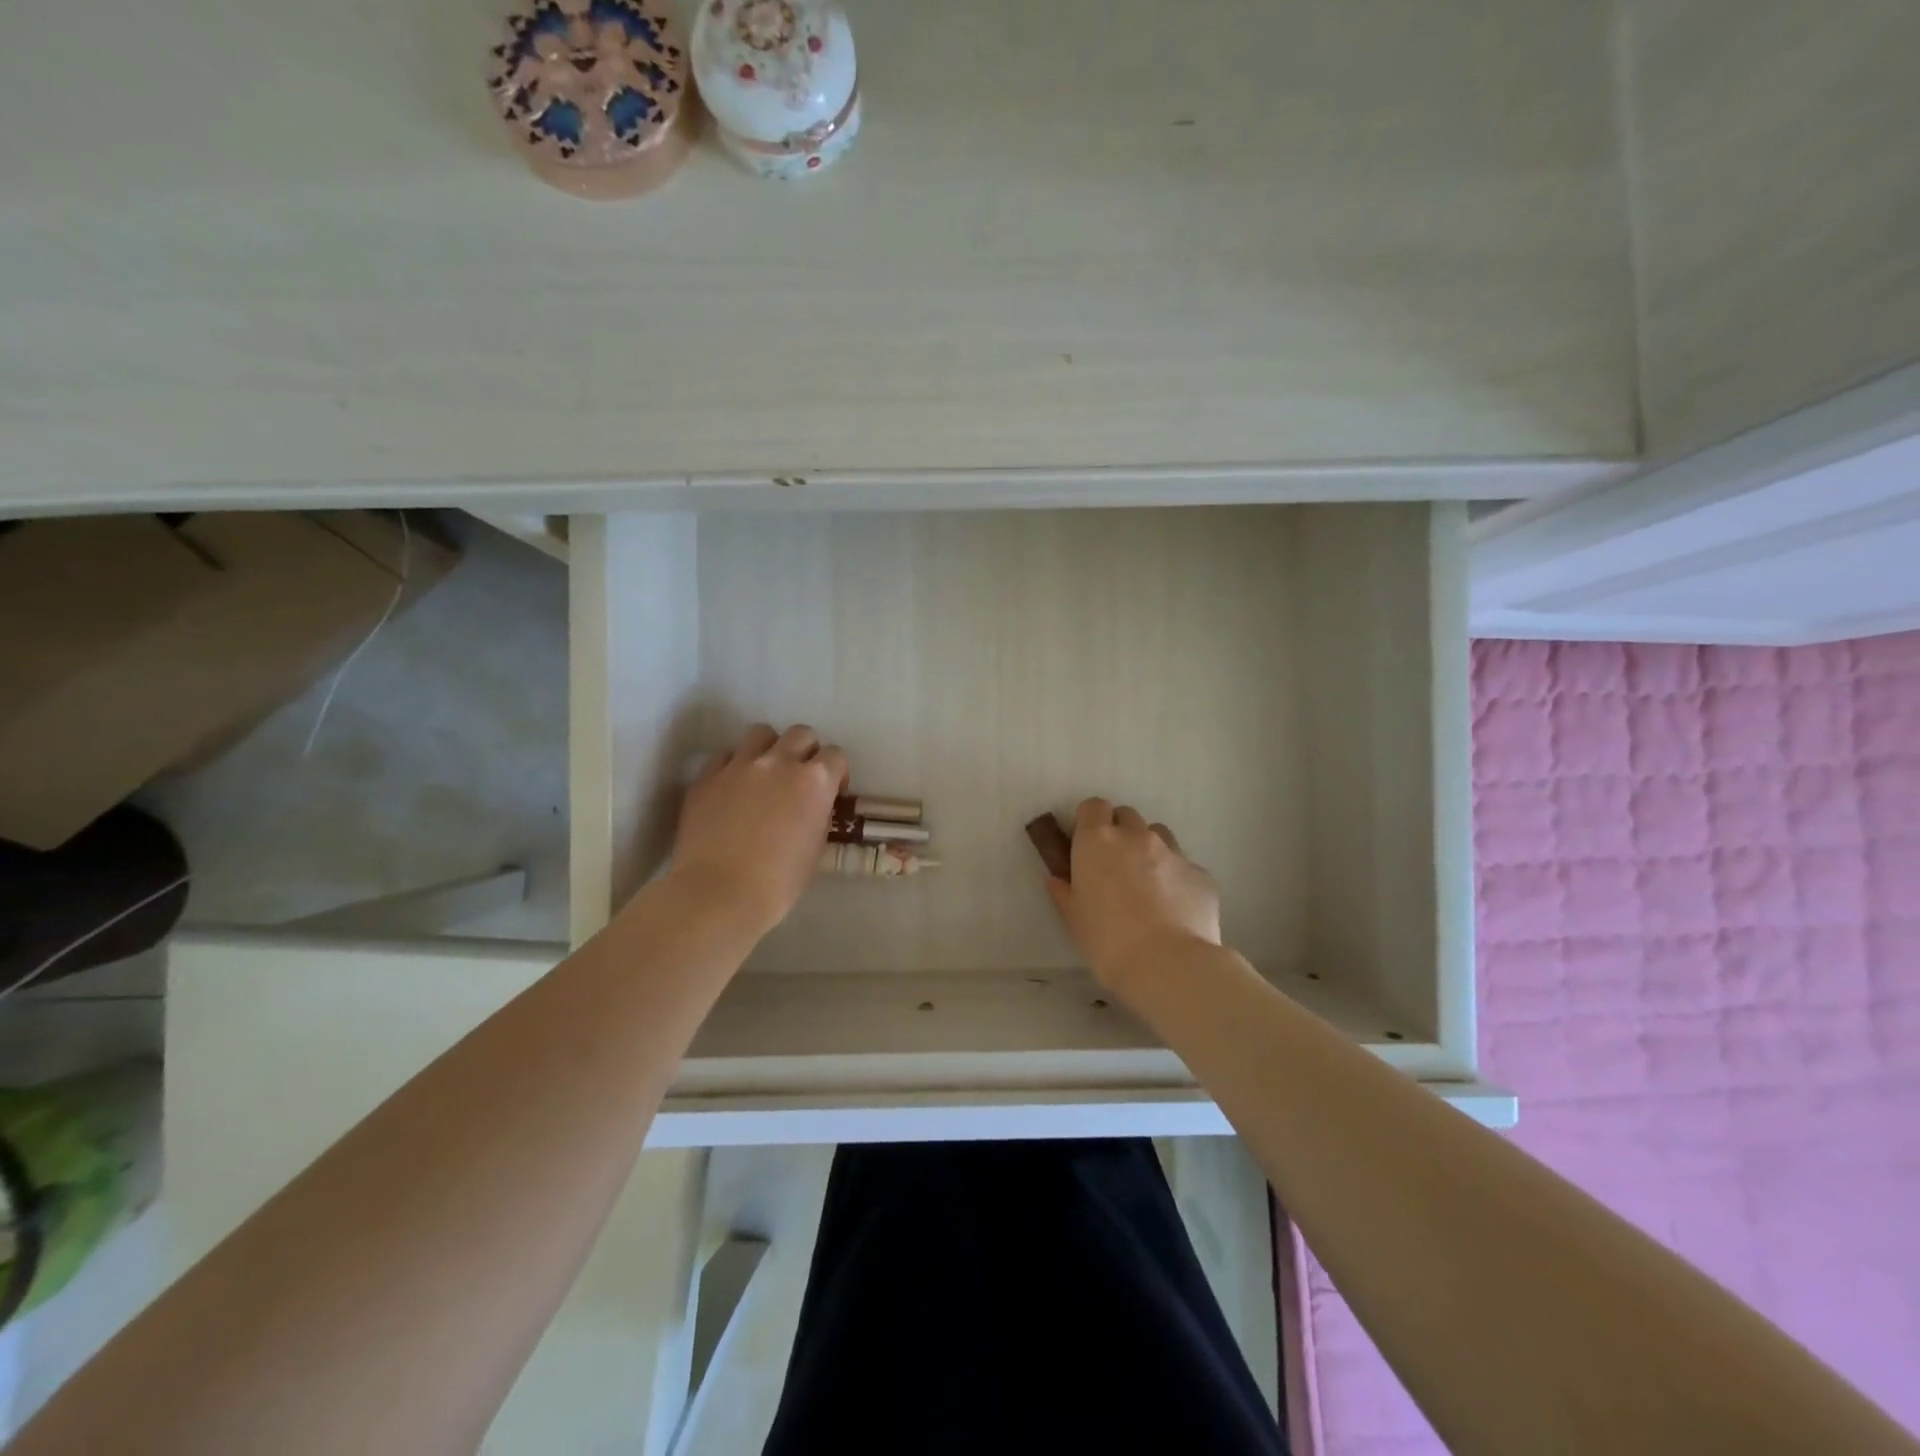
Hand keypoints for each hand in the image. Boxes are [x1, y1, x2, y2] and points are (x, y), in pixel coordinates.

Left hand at [668, 724, 847, 937]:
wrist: (718, 894)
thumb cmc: (778, 882)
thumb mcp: (816, 848)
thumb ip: (819, 814)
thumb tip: (814, 804)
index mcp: (815, 781)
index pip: (835, 755)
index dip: (837, 772)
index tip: (832, 792)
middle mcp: (779, 762)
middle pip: (801, 734)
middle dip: (806, 751)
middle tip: (799, 778)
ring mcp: (739, 765)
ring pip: (761, 733)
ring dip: (770, 748)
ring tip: (765, 773)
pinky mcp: (707, 776)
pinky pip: (726, 756)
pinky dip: (734, 765)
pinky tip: (733, 788)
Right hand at [1044, 799, 1221, 994]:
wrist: (1167, 964)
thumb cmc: (1107, 940)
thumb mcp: (1073, 918)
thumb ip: (1064, 891)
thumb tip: (1059, 879)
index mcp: (1098, 841)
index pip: (1093, 806)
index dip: (1090, 822)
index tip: (1087, 845)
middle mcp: (1136, 836)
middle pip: (1127, 817)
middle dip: (1120, 834)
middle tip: (1115, 868)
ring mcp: (1173, 852)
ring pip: (1159, 836)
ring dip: (1149, 850)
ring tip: (1148, 886)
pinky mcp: (1202, 873)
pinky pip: (1184, 867)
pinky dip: (1176, 879)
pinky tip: (1175, 909)